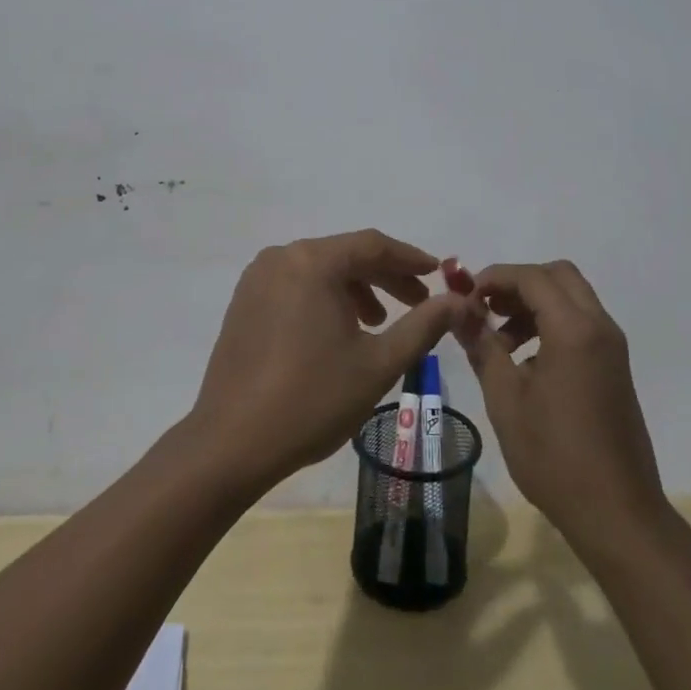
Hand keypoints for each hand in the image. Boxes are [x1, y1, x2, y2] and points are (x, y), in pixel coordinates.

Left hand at [188, 230, 468, 495]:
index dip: (410, 259)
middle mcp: (281, 257)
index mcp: (312, 261)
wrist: (231, 444)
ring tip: (378, 323)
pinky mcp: (244, 303)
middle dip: (385, 276)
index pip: (372, 245)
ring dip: (355, 289)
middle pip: (345, 255)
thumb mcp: (378, 364)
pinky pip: (295, 285)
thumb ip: (423, 325)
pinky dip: (324, 298)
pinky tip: (339, 331)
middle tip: (418, 302)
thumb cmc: (312, 399)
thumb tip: (459, 301)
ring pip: (320, 270)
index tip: (439, 274)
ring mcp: (257, 279)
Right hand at [457, 260, 664, 545]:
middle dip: (518, 284)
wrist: (617, 514)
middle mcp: (599, 327)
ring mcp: (612, 347)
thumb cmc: (555, 456)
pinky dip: (552, 323)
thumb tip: (458, 310)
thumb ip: (482, 345)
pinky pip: (581, 323)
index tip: (464, 298)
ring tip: (500, 340)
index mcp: (574, 329)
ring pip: (571, 298)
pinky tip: (526, 362)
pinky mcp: (615, 367)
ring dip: (534, 304)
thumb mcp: (506, 398)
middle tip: (486, 309)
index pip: (531, 277)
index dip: (494, 278)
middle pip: (558, 275)